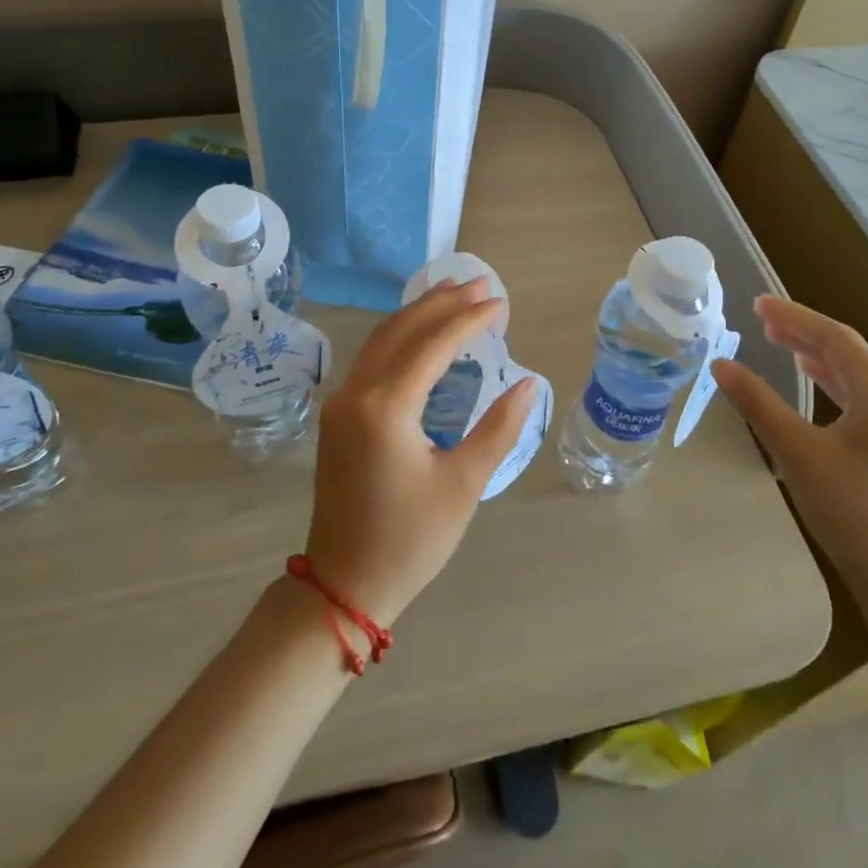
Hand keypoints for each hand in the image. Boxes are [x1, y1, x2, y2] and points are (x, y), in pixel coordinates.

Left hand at [305, 279, 535, 626]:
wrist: (344, 583)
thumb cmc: (410, 539)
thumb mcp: (463, 484)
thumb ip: (499, 428)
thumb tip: (529, 384)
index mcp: (386, 407)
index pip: (433, 344)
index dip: (470, 320)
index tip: (501, 303)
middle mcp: (356, 393)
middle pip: (401, 329)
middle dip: (442, 302)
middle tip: (480, 284)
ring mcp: (341, 403)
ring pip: (381, 340)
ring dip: (418, 314)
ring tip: (453, 293)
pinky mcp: (338, 416)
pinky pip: (371, 359)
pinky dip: (400, 338)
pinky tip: (422, 335)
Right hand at [711, 297, 867, 602]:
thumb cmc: (850, 510)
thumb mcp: (796, 452)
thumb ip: (758, 403)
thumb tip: (720, 364)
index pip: (836, 339)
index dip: (795, 317)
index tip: (757, 304)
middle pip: (847, 352)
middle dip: (803, 331)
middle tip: (761, 319)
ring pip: (853, 373)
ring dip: (815, 353)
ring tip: (779, 340)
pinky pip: (858, 395)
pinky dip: (828, 379)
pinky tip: (810, 378)